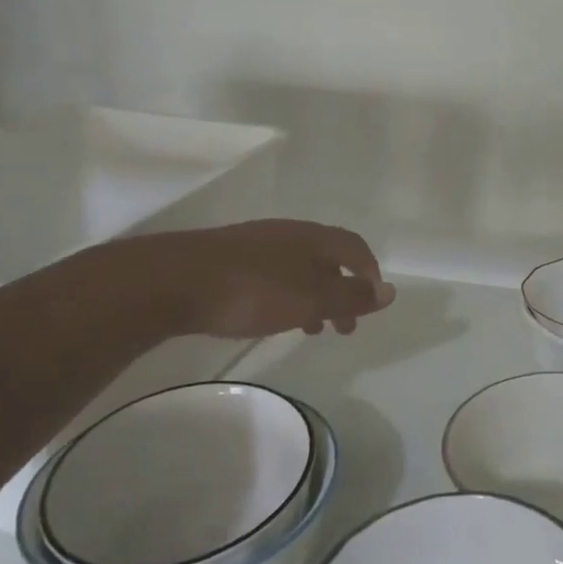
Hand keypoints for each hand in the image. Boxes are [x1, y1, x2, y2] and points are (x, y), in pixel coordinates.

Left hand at [103, 220, 395, 339]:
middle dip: (342, 291)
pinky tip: (273, 317)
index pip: (355, 247)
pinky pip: (274, 275)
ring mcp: (256, 244)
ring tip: (313, 329)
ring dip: (314, 297)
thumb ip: (351, 296)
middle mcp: (289, 234)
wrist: (173, 281)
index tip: (373, 302)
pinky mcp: (228, 260)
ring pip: (299, 269)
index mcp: (313, 238)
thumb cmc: (253, 290)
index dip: (369, 273)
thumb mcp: (311, 299)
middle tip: (345, 327)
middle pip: (328, 258)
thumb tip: (389, 292)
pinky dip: (287, 296)